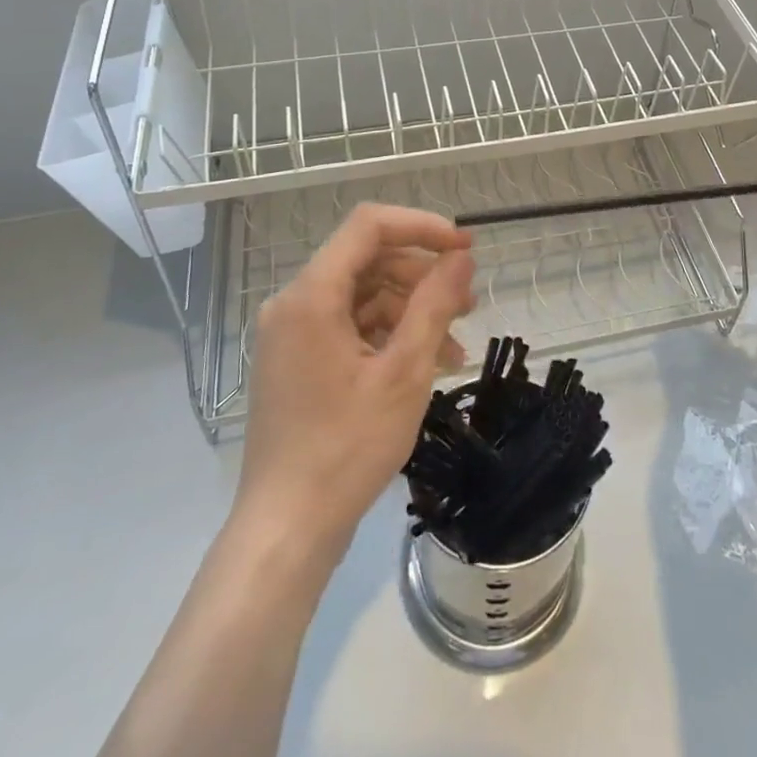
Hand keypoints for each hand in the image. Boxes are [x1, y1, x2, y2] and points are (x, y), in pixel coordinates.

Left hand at [234, 204, 475, 563]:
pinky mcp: (298, 360)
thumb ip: (434, 303)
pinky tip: (427, 362)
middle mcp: (293, 303)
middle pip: (367, 260)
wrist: (287, 530)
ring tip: (455, 343)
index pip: (368, 226)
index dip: (421, 226)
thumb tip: (461, 256)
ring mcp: (292, 334)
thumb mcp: (405, 372)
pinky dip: (389, 335)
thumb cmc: (347, 448)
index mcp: (311, 295)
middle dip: (422, 274)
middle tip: (469, 300)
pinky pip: (349, 326)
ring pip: (363, 296)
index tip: (465, 247)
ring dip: (412, 310)